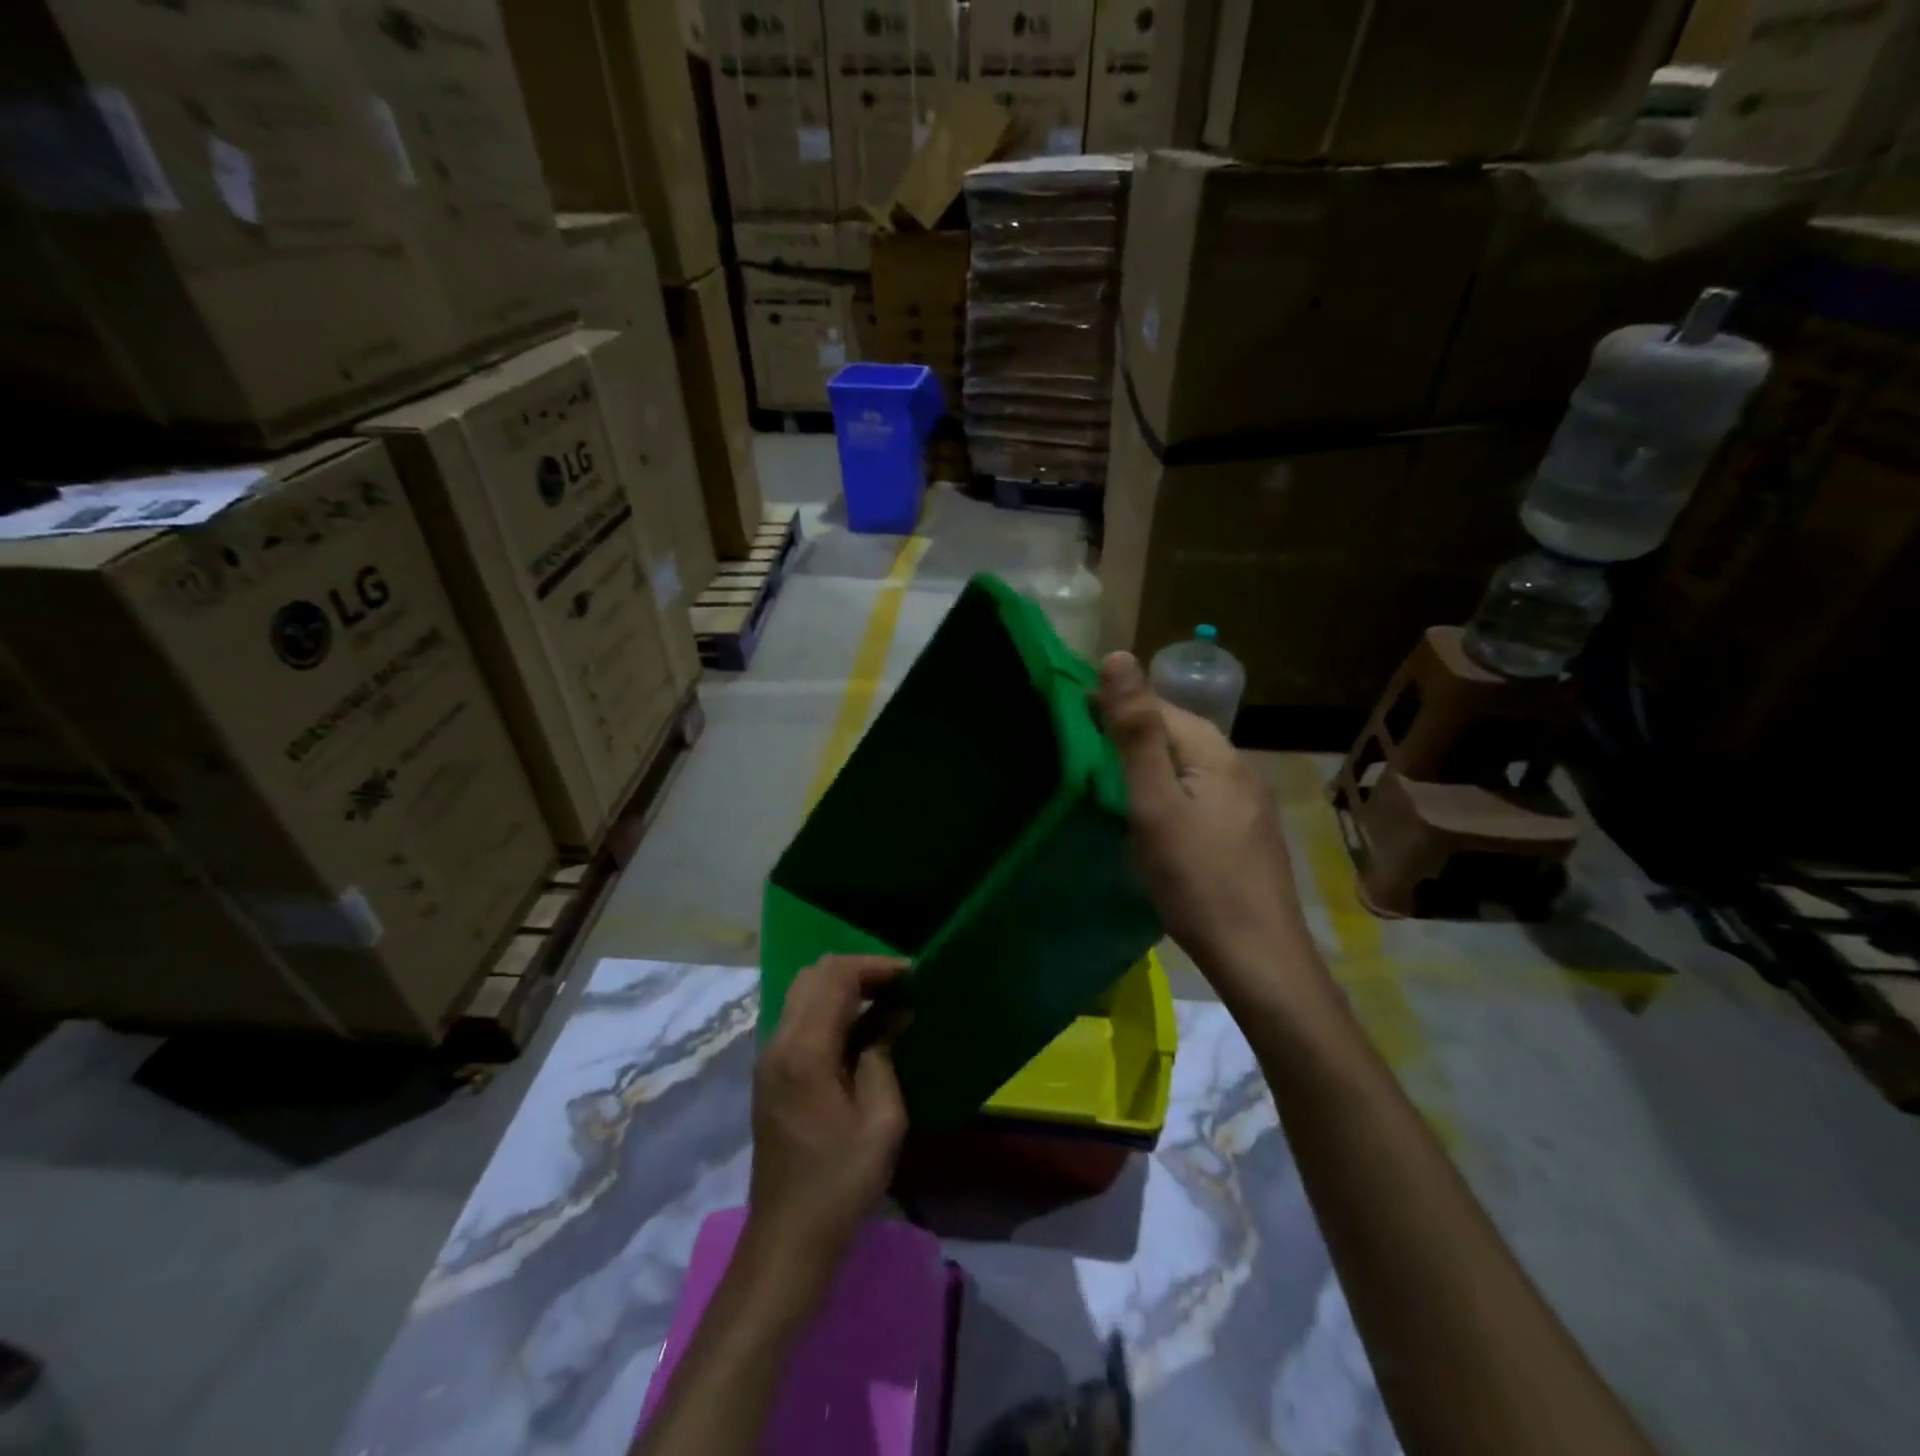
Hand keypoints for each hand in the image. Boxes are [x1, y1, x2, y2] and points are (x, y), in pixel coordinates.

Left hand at [744, 956, 908, 1294]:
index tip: (914, 976)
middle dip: (861, 972)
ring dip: (845, 988)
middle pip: (815, 975)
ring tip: (888, 1004)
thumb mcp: (881, 1120)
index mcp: (804, 1050)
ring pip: (804, 993)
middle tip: (902, 988)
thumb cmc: (840, 1183)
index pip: (836, 976)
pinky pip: (800, 1019)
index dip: (877, 967)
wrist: (787, 1240)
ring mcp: (770, 1058)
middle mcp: (779, 1042)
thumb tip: (895, 1015)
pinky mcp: (771, 1074)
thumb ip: (884, 1055)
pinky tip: (863, 1032)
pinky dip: (831, 1009)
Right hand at [1098, 652, 1322, 1005]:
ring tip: (1107, 779)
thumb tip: (1118, 656)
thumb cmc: (1196, 879)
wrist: (1258, 956)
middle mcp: (1238, 766)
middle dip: (1130, 731)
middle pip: (1177, 732)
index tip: (1068, 713)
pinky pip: (1199, 792)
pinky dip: (1168, 790)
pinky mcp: (1246, 832)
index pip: (1158, 706)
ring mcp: (1248, 802)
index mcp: (1215, 752)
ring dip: (1149, 761)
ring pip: (1188, 764)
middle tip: (1080, 748)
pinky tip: (1152, 814)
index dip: (1113, 703)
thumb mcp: (1154, 803)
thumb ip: (1135, 732)